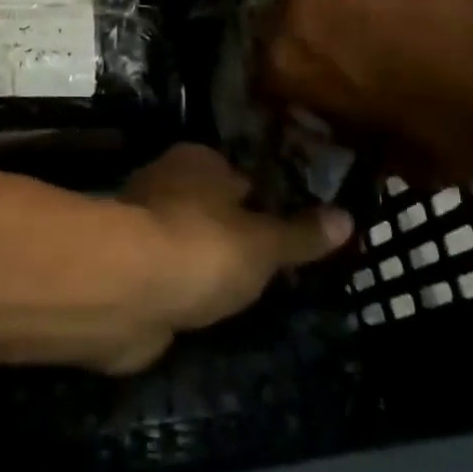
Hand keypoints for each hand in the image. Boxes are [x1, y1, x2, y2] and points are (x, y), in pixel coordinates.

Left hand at [102, 144, 352, 373]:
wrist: (124, 289)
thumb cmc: (201, 248)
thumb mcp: (264, 245)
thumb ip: (302, 234)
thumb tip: (348, 217)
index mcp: (199, 160)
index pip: (241, 175)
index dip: (265, 201)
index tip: (291, 231)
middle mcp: (167, 182)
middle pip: (213, 207)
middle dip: (236, 233)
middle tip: (273, 268)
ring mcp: (143, 225)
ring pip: (190, 241)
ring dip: (207, 264)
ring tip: (245, 295)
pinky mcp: (128, 267)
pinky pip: (169, 274)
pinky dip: (183, 289)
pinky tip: (203, 311)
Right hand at [258, 0, 472, 184]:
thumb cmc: (461, 120)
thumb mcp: (411, 163)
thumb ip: (369, 150)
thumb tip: (361, 141)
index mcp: (292, 72)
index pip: (262, 89)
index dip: (279, 108)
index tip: (301, 121)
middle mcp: (294, 19)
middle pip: (268, 36)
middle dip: (282, 58)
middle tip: (312, 79)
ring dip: (292, 16)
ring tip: (312, 32)